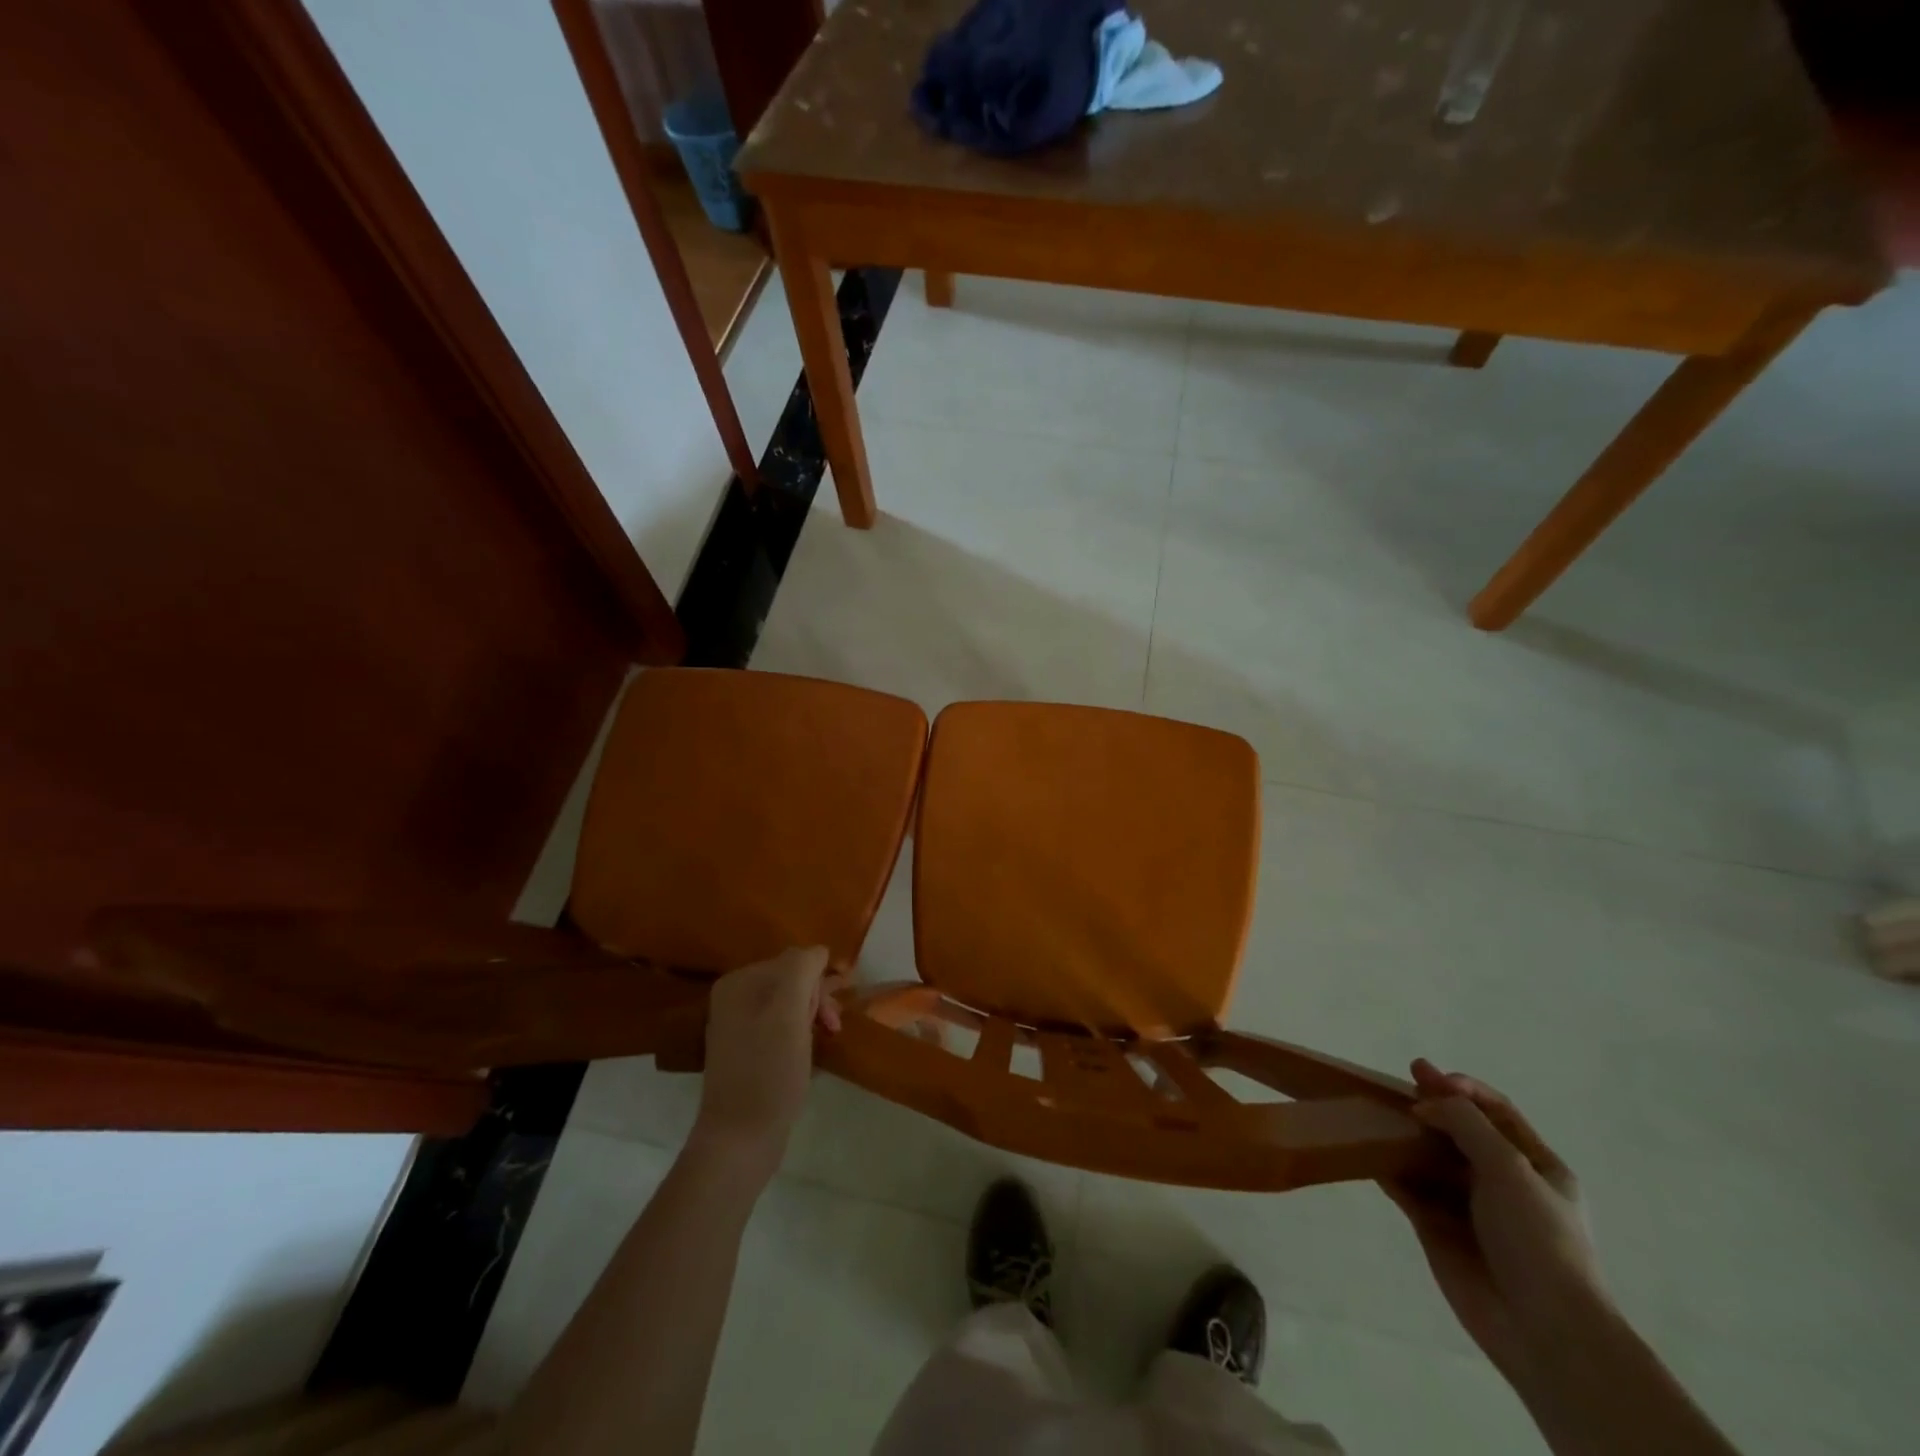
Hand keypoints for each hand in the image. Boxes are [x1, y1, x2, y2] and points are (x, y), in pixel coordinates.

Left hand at [689, 946, 846, 1183]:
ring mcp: (738, 1026)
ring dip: (811, 1016)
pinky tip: (808, 1053)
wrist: (740, 1139)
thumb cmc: (768, 1072)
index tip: (831, 1016)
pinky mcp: (746, 1052)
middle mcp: (734, 998)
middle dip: (816, 1000)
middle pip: (791, 981)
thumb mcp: (789, 1012)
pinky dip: (800, 1034)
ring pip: (789, 1004)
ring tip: (825, 1040)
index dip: (818, 985)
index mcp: (739, 982)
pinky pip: (781, 1027)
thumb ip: (802, 969)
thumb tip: (818, 951)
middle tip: (831, 1029)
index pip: (794, 961)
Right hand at [1383, 1060, 1606, 1380]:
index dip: (1462, 1088)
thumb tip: (1423, 1106)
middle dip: (1428, 1107)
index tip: (1425, 1075)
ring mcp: (1468, 1206)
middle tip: (1391, 1087)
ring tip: (1372, 1114)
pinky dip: (1388, 1168)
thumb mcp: (1509, 1167)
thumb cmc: (1538, 1238)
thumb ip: (1464, 1123)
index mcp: (1536, 1166)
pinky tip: (1367, 1151)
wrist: (1543, 1329)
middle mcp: (1502, 1182)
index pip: (1495, 1111)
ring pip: (1429, 1157)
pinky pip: (1408, 1188)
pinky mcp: (1437, 1228)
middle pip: (1458, 1131)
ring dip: (1404, 1135)